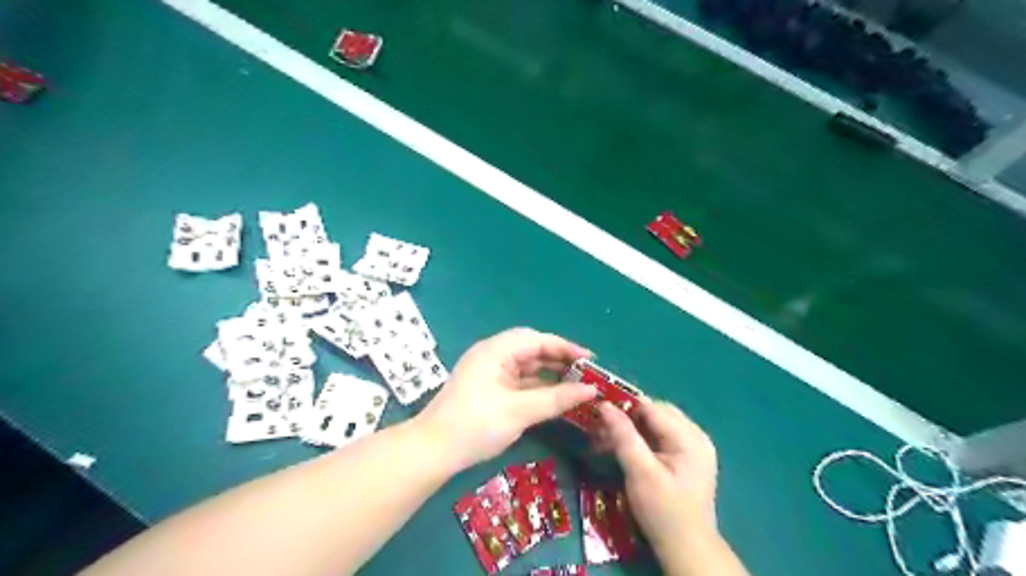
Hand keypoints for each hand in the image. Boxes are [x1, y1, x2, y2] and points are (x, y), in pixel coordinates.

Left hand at [415, 329, 596, 472]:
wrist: (433, 451)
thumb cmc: (475, 425)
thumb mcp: (519, 411)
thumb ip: (557, 398)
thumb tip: (591, 390)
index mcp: (496, 350)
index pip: (538, 340)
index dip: (566, 348)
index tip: (591, 361)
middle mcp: (493, 355)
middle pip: (533, 350)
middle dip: (560, 360)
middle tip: (586, 374)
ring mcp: (490, 372)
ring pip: (527, 367)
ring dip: (551, 375)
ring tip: (578, 385)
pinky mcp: (489, 388)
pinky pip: (520, 381)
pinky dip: (538, 387)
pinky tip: (556, 396)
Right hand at [594, 401, 719, 552]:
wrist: (687, 549)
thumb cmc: (663, 511)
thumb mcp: (640, 473)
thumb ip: (624, 436)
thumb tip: (605, 405)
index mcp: (689, 438)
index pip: (652, 407)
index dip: (624, 406)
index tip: (598, 412)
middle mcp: (696, 436)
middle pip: (656, 413)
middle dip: (628, 417)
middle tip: (602, 429)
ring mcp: (695, 447)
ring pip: (657, 424)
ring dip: (633, 428)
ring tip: (609, 440)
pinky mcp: (689, 458)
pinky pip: (663, 437)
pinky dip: (643, 439)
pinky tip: (627, 449)